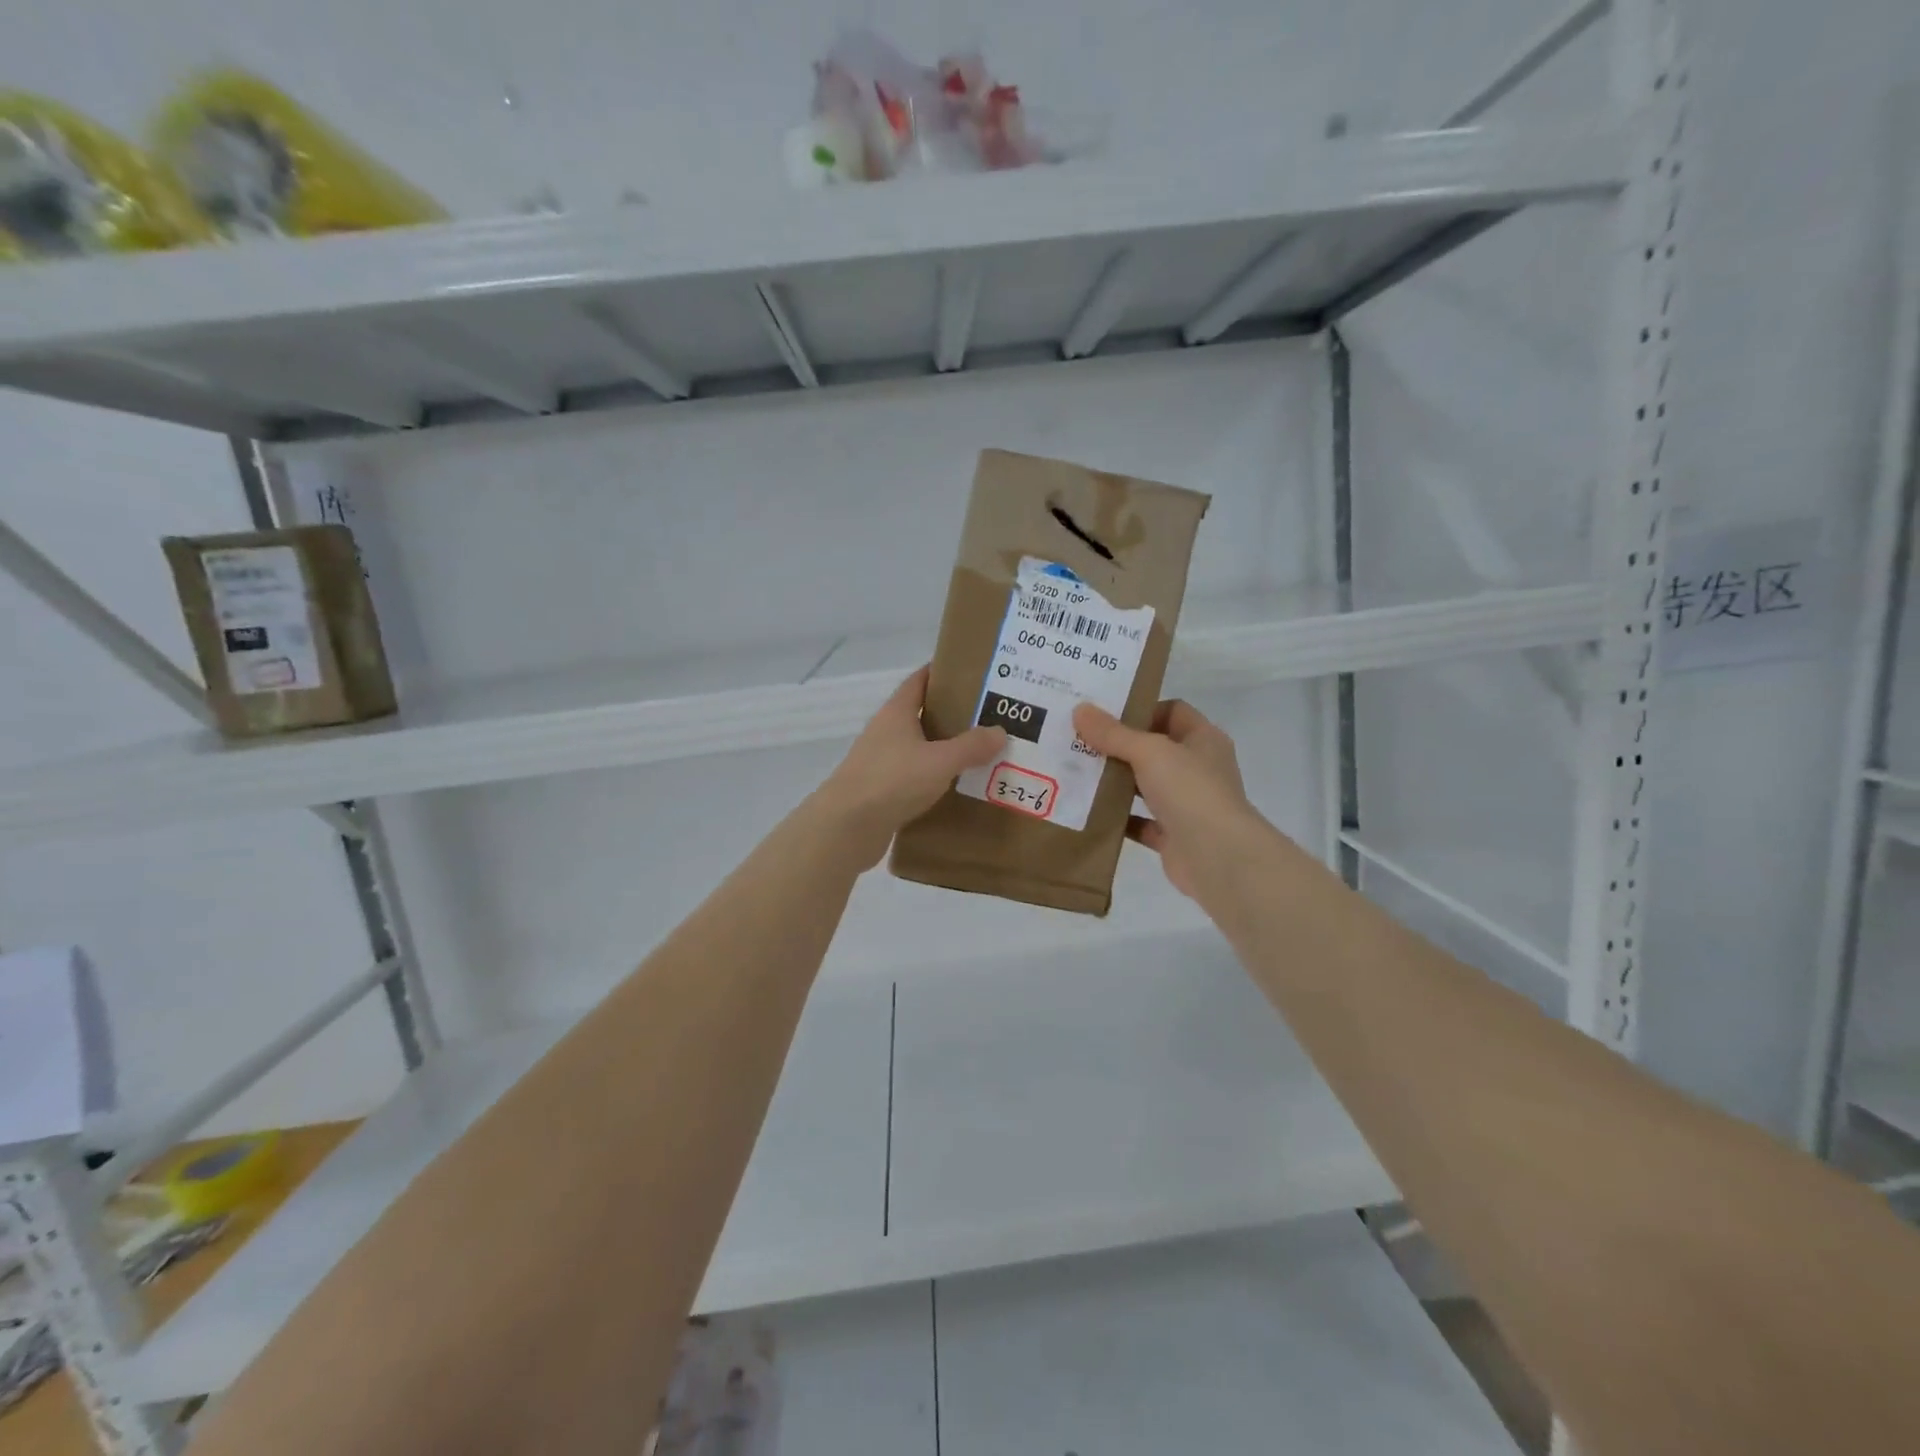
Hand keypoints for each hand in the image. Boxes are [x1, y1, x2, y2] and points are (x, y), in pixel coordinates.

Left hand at [813, 666, 1005, 867]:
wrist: (847, 827)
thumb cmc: (892, 781)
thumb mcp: (940, 761)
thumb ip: (971, 746)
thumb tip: (999, 732)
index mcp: (897, 712)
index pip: (920, 680)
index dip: (943, 673)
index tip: (973, 674)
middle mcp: (886, 732)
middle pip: (922, 714)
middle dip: (953, 714)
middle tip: (989, 717)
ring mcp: (881, 761)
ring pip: (919, 748)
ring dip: (945, 749)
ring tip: (981, 753)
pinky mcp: (881, 790)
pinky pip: (914, 777)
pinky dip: (935, 778)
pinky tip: (958, 787)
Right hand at [1072, 698, 1260, 900]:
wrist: (1217, 858)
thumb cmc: (1190, 791)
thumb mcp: (1149, 752)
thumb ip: (1113, 733)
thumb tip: (1080, 709)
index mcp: (1203, 740)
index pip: (1172, 712)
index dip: (1141, 709)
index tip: (1104, 715)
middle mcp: (1198, 768)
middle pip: (1154, 749)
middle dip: (1118, 745)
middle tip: (1079, 741)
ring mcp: (1187, 804)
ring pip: (1145, 785)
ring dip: (1116, 781)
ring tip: (1076, 772)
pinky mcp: (1173, 836)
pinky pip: (1139, 821)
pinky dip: (1118, 817)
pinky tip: (1088, 810)